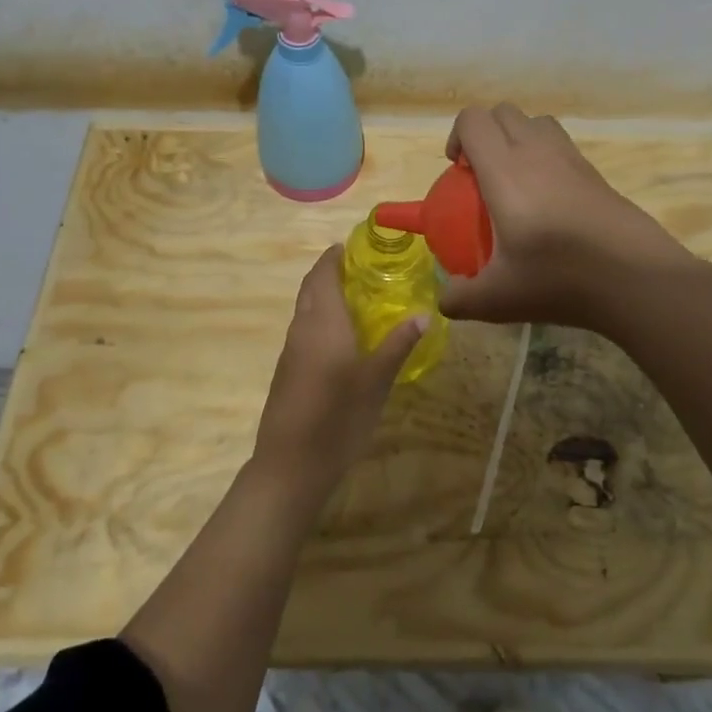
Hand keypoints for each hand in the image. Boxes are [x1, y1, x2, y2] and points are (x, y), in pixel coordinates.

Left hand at [253, 245, 425, 497]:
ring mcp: (291, 352)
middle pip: (311, 288)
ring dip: (325, 297)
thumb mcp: (377, 381)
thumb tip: (424, 314)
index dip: (333, 256)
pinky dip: (321, 321)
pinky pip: (305, 331)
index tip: (353, 246)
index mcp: (322, 322)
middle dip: (330, 273)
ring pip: (306, 311)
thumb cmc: (338, 417)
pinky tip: (344, 338)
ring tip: (359, 300)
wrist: (290, 466)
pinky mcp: (287, 372)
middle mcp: (302, 329)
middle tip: (362, 270)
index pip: (322, 274)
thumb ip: (398, 345)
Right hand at [438, 103, 689, 330]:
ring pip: (536, 122)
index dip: (457, 136)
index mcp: (505, 170)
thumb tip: (445, 300)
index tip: (457, 172)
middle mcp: (537, 152)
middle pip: (504, 112)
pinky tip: (547, 203)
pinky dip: (545, 157)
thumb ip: (460, 299)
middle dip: (485, 133)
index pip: (473, 120)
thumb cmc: (559, 279)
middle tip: (481, 176)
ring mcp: (571, 158)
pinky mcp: (595, 172)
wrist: (635, 278)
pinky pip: (562, 145)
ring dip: (517, 139)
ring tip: (514, 181)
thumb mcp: (498, 299)